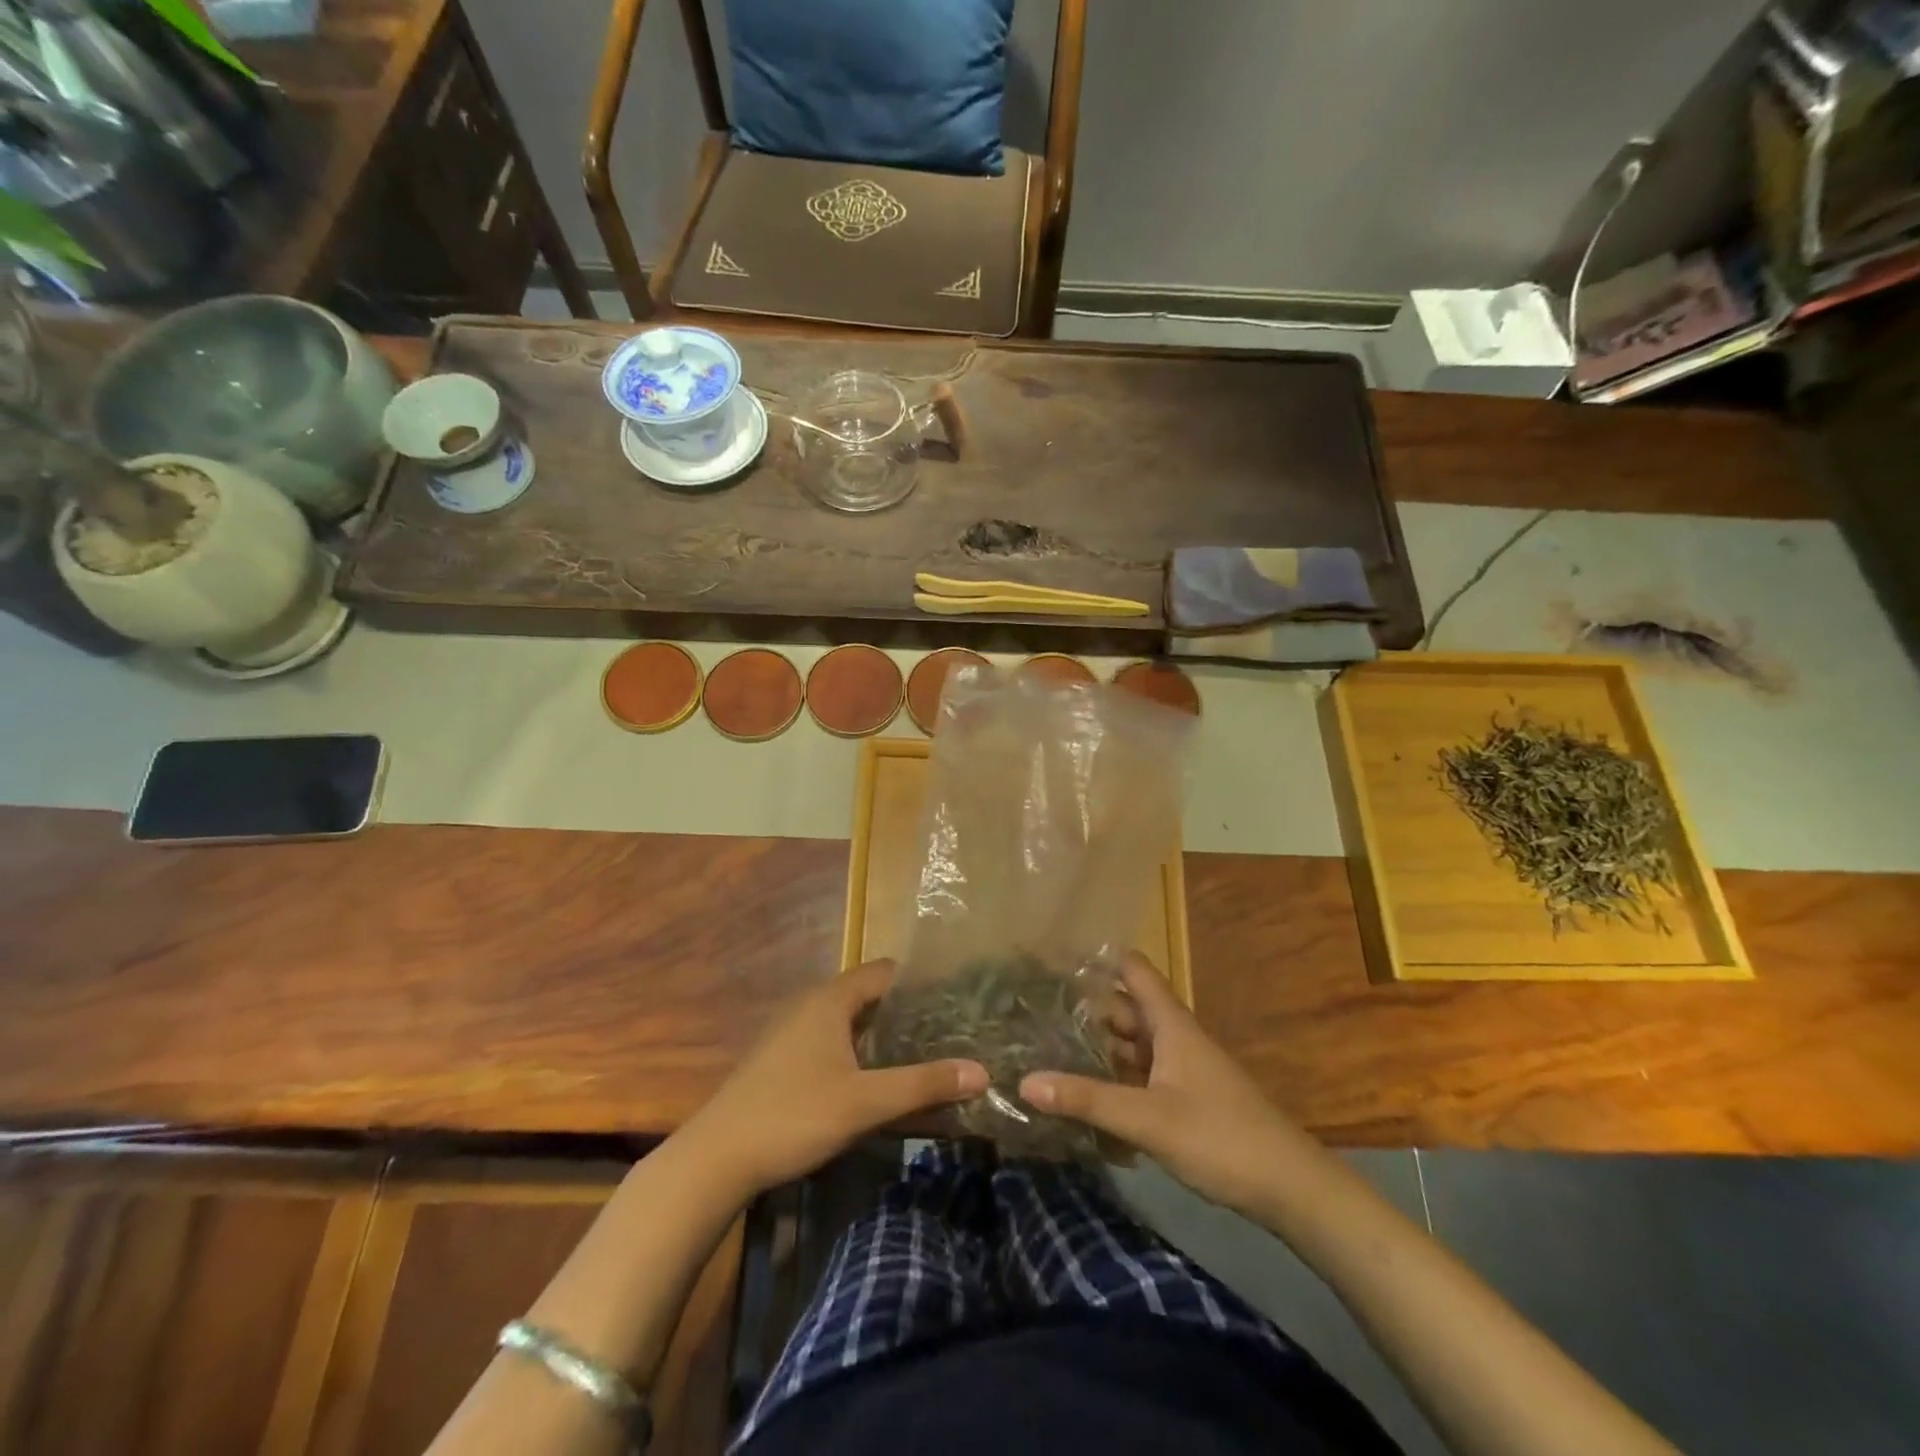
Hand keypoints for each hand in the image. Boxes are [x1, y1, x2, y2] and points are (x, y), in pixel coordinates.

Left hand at [678, 960, 987, 1199]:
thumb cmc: (794, 1115)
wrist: (716, 1158)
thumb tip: (982, 1072)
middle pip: (868, 995)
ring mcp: (791, 1031)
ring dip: (881, 1034)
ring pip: (848, 1020)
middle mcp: (810, 1004)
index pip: (885, 972)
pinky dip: (857, 1050)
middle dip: (906, 1011)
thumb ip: (923, 1085)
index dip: (920, 982)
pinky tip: (874, 1079)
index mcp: (830, 999)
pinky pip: (830, 1040)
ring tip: (921, 1053)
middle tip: (948, 1030)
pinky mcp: (780, 1058)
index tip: (956, 999)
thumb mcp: (866, 1102)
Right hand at [1022, 953, 1300, 1215]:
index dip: (1100, 958)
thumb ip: (1088, 1099)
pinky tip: (1087, 1094)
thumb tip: (1025, 1080)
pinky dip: (1116, 1078)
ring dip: (1099, 1045)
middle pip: (1127, 1009)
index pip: (1134, 971)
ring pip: (1133, 1045)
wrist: (1291, 1188)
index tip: (1056, 957)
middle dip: (1087, 1007)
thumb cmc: (1221, 1137)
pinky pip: (1142, 1077)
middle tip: (1035, 1008)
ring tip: (1049, 1046)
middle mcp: (1175, 1038)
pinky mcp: (1187, 1101)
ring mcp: (1183, 1070)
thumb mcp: (1148, 1118)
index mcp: (1171, 1025)